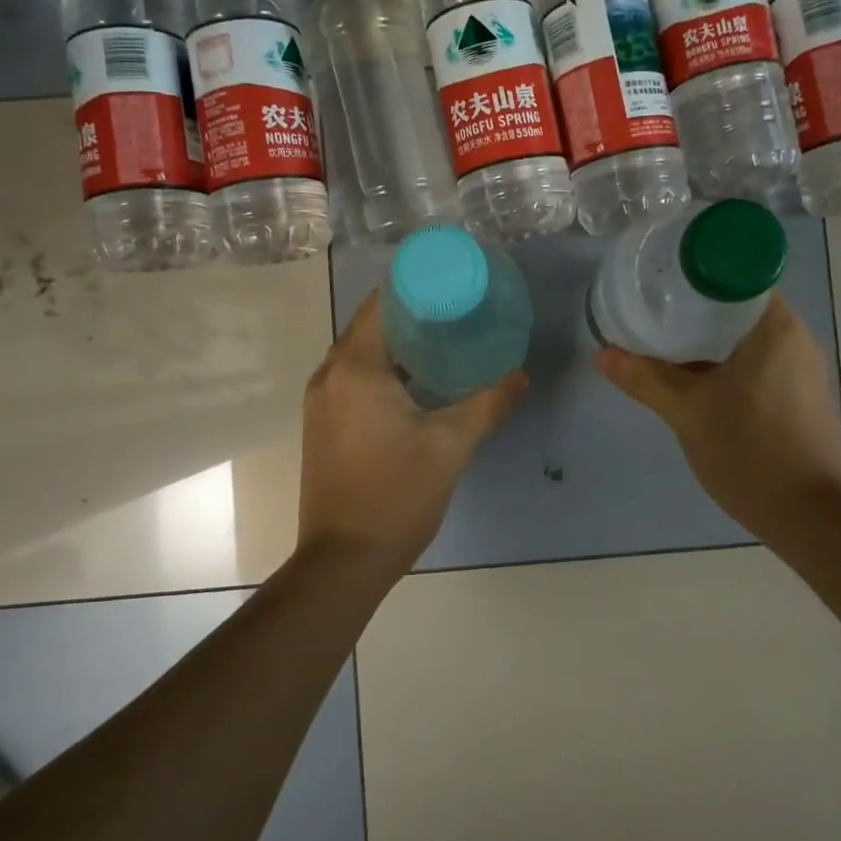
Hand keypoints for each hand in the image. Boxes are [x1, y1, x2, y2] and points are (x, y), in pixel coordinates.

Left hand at [297, 291, 525, 572]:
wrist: (343, 560)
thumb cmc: (396, 495)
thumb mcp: (450, 446)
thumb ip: (488, 403)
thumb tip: (520, 374)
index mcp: (356, 368)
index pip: (382, 304)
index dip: (415, 286)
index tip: (452, 281)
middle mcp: (329, 375)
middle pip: (370, 325)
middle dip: (411, 313)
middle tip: (458, 308)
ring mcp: (320, 401)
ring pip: (360, 353)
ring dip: (397, 342)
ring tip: (444, 338)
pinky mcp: (323, 424)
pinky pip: (353, 377)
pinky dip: (383, 368)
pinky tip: (418, 380)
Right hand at [595, 294, 840, 532]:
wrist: (809, 516)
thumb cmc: (749, 450)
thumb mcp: (687, 411)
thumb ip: (644, 378)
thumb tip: (602, 354)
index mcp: (774, 326)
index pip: (735, 273)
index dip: (696, 272)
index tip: (662, 280)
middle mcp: (794, 338)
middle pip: (736, 305)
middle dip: (693, 307)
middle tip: (651, 309)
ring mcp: (799, 368)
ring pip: (744, 336)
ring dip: (706, 337)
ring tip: (662, 339)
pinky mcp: (797, 395)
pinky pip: (754, 361)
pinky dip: (723, 360)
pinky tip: (692, 376)